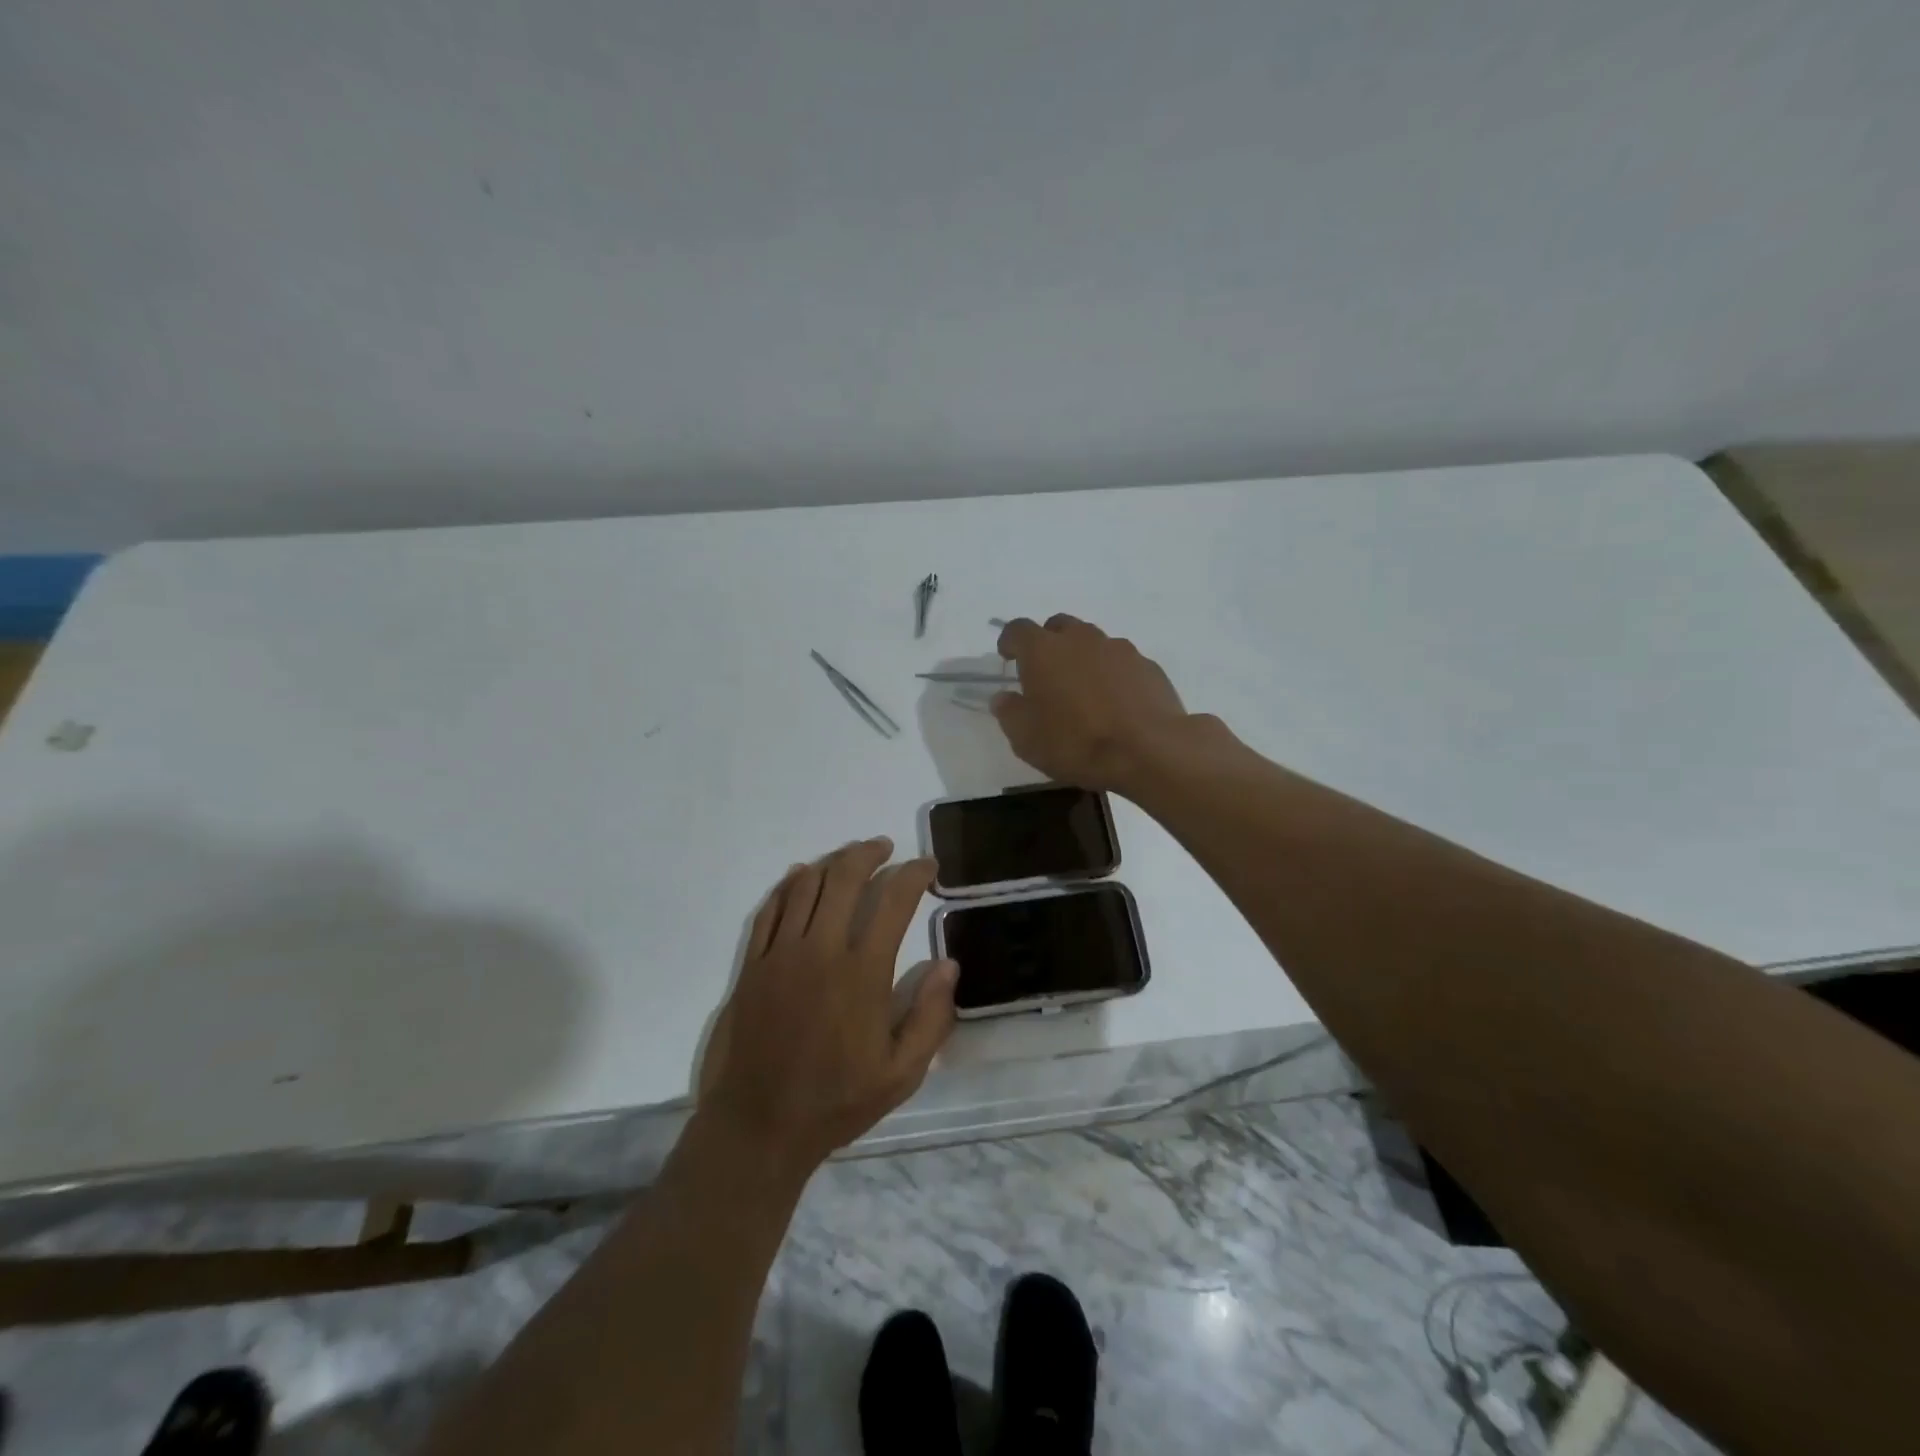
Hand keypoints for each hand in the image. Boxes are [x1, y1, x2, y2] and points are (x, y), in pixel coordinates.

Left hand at [698, 838, 956, 1177]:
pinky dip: (789, 884)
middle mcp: (821, 950)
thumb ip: (932, 1017)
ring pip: (806, 885)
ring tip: (851, 857)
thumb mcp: (902, 1074)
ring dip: (833, 862)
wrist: (758, 1126)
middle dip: (870, 853)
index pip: (893, 901)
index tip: (928, 866)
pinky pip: (771, 908)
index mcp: (862, 973)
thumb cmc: (837, 1101)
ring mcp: (781, 953)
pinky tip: (802, 876)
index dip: (914, 874)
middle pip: (845, 877)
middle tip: (886, 849)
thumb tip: (948, 964)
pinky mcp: (753, 964)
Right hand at [991, 614, 1196, 790]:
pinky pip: (1120, 661)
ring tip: (1083, 690)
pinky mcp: (1147, 665)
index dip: (1010, 641)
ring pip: (1092, 642)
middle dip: (1048, 643)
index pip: (1018, 629)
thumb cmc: (1076, 743)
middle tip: (1046, 673)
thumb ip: (1010, 712)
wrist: (1149, 750)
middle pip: (1058, 626)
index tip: (1008, 657)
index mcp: (1043, 650)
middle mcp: (1080, 638)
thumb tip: (1004, 697)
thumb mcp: (1026, 739)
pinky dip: (1111, 674)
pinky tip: (1115, 702)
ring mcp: (1118, 648)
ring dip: (1082, 657)